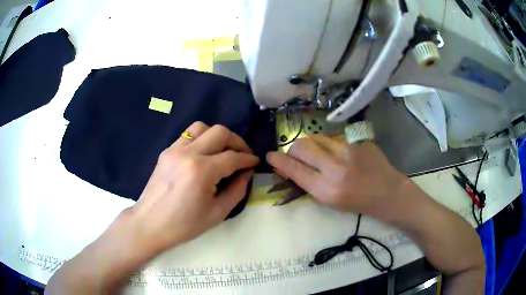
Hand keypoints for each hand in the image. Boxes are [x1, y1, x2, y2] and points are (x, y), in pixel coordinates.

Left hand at [129, 122, 258, 251]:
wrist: (150, 224)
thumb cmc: (184, 225)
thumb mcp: (218, 213)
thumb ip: (237, 190)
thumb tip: (246, 172)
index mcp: (202, 171)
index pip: (232, 157)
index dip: (248, 159)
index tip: (255, 163)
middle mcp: (188, 154)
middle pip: (220, 132)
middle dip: (237, 141)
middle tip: (242, 155)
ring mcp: (174, 150)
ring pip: (201, 127)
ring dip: (217, 136)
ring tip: (223, 151)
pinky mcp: (166, 151)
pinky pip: (187, 135)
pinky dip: (201, 139)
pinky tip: (204, 154)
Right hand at [267, 135, 405, 218]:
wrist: (386, 192)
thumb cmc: (356, 202)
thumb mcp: (328, 201)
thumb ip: (306, 184)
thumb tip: (287, 168)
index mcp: (326, 190)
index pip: (294, 169)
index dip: (278, 161)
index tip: (270, 156)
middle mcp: (335, 168)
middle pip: (301, 146)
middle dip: (293, 149)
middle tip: (296, 154)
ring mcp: (348, 150)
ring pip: (316, 138)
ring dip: (311, 145)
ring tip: (320, 154)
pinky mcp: (357, 140)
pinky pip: (333, 136)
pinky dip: (328, 143)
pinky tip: (338, 152)